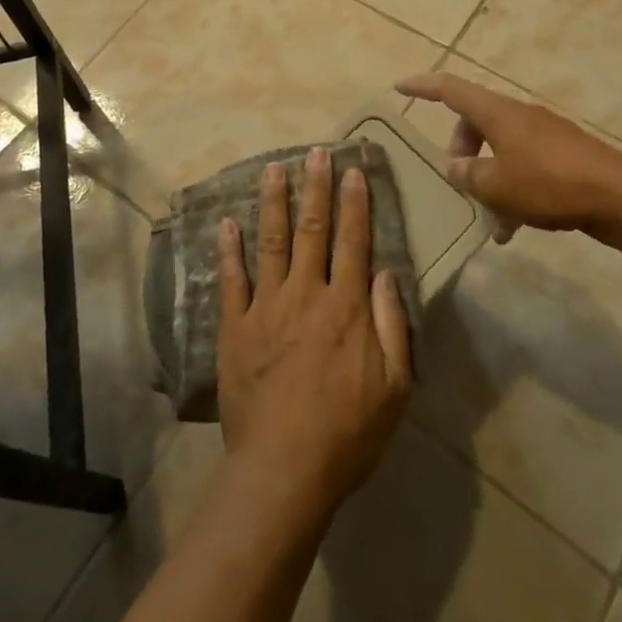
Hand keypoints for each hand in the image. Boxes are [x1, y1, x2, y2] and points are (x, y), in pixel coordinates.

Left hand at [217, 147, 411, 517]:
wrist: (284, 469)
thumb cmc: (348, 433)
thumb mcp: (394, 387)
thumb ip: (392, 325)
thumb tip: (384, 273)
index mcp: (346, 307)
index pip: (354, 241)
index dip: (355, 203)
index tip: (353, 170)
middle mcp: (306, 294)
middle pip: (312, 230)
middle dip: (315, 188)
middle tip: (315, 152)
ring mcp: (266, 307)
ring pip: (270, 242)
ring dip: (272, 202)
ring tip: (273, 168)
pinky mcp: (235, 327)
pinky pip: (232, 280)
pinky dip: (229, 249)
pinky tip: (227, 223)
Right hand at [396, 71, 621, 241]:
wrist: (619, 196)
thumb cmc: (548, 182)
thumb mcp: (496, 185)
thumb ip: (468, 175)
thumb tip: (456, 168)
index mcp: (497, 112)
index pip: (450, 89)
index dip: (422, 86)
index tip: (399, 86)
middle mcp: (518, 116)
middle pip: (475, 121)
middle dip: (459, 149)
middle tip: (456, 180)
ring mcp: (543, 135)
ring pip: (499, 148)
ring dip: (487, 178)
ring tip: (487, 219)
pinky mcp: (562, 156)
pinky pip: (523, 165)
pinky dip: (511, 189)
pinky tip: (513, 228)